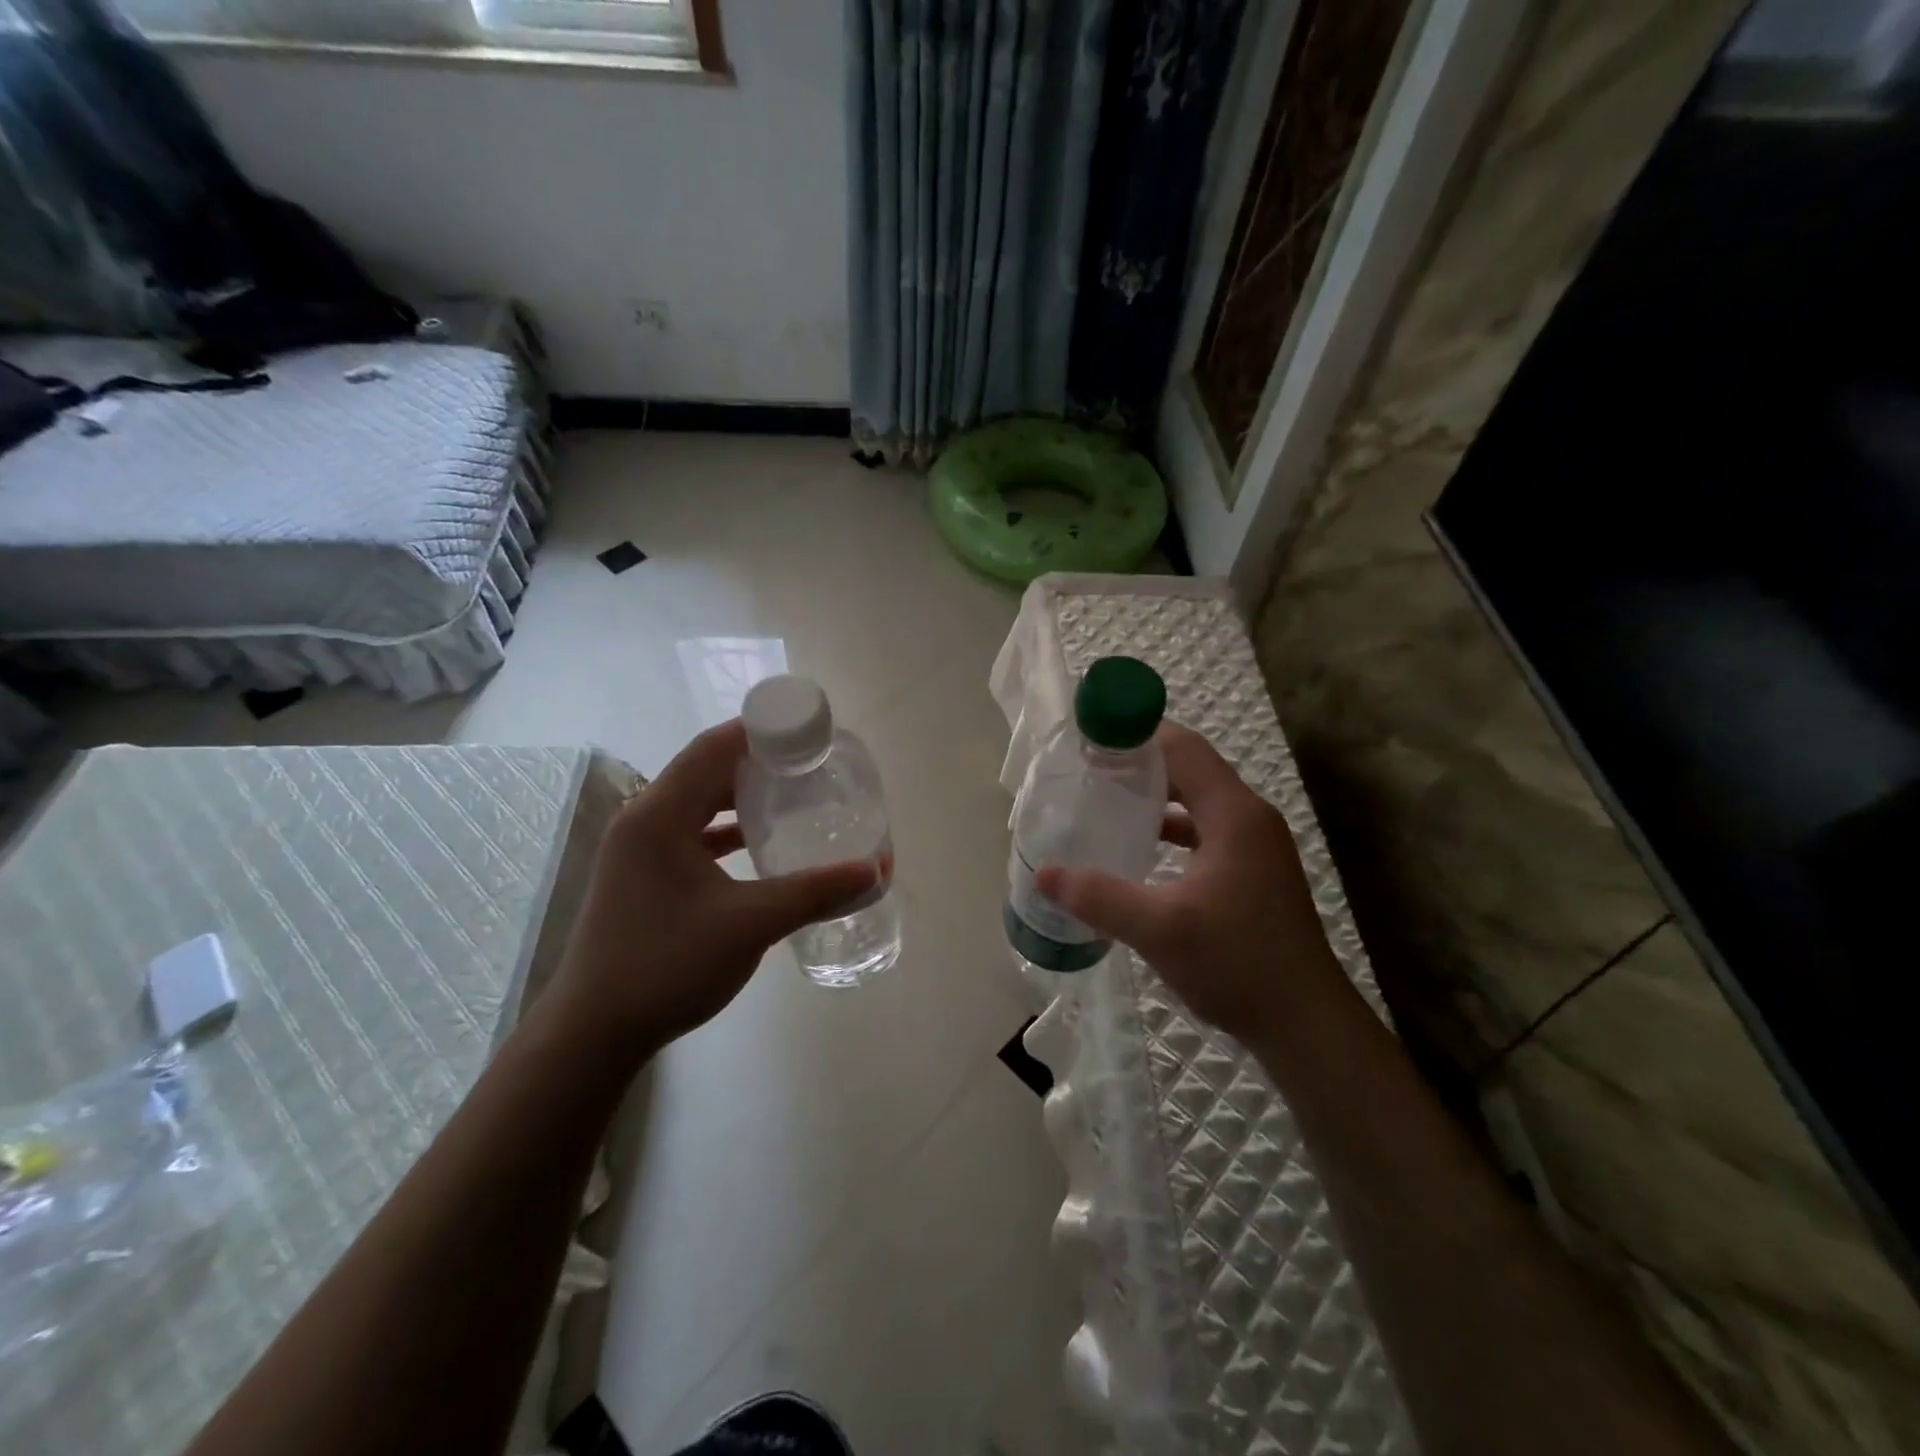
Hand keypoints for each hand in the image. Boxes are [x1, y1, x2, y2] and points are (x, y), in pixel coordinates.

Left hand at [548, 720, 877, 1053]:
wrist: (592, 1034)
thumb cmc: (666, 966)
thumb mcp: (749, 925)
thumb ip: (814, 893)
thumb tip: (877, 871)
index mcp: (659, 815)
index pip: (713, 747)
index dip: (760, 731)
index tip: (808, 733)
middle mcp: (643, 820)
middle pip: (704, 769)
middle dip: (756, 760)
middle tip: (810, 764)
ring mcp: (638, 849)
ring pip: (696, 801)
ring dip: (739, 794)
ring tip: (790, 794)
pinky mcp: (641, 875)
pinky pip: (689, 832)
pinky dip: (723, 828)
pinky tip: (757, 842)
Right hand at [1036, 721, 1346, 1045]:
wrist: (1305, 1024)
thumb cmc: (1238, 964)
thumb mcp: (1159, 929)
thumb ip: (1098, 897)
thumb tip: (1044, 873)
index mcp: (1234, 814)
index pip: (1182, 748)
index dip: (1136, 735)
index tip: (1089, 738)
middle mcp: (1248, 818)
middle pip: (1189, 769)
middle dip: (1138, 764)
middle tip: (1086, 770)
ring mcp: (1253, 846)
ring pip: (1196, 800)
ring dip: (1153, 796)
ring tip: (1103, 802)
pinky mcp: (1251, 871)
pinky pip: (1203, 830)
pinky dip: (1170, 827)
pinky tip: (1138, 847)